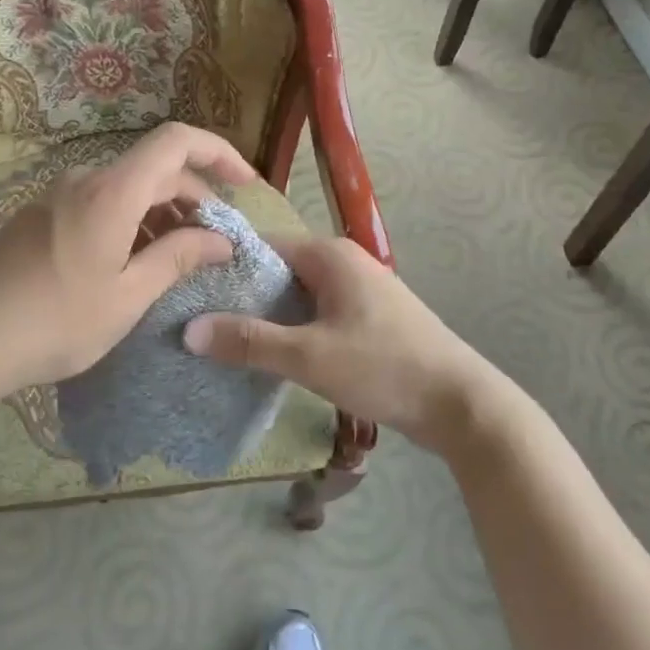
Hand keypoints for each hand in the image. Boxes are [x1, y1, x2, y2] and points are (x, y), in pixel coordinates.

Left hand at [0, 123, 256, 401]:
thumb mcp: (127, 296)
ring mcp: (55, 198)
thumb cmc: (53, 322)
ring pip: (125, 189)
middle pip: (153, 168)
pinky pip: (98, 205)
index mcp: (112, 191)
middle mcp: (84, 181)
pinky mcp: (37, 219)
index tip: (246, 185)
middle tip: (215, 243)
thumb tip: (221, 240)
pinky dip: (129, 222)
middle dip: (194, 197)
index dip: (219, 153)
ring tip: (178, 258)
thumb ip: (177, 258)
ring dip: (161, 213)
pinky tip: (130, 264)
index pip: (177, 141)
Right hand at [184, 236, 505, 455]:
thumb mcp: (309, 356)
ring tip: (223, 342)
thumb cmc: (384, 367)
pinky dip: (293, 330)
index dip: (225, 265)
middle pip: (279, 271)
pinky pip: (317, 315)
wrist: (461, 404)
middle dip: (243, 296)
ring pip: (298, 296)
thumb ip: (249, 342)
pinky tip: (269, 357)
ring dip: (268, 317)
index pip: (263, 245)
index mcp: (330, 255)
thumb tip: (188, 330)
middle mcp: (344, 263)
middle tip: (198, 322)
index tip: (189, 290)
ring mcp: (359, 291)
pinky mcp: (368, 320)